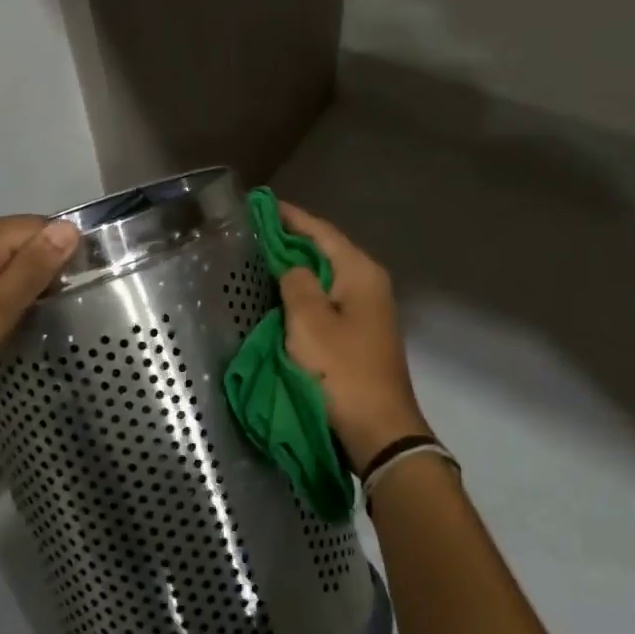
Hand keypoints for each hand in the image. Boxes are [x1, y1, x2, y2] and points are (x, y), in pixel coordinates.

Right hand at [276, 201, 429, 467]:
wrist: (379, 429)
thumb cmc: (341, 370)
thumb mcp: (308, 321)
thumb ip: (296, 282)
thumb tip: (291, 266)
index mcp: (360, 272)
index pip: (322, 231)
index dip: (291, 217)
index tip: (261, 204)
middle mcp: (369, 283)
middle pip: (327, 250)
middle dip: (293, 238)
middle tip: (256, 230)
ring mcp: (369, 309)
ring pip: (328, 275)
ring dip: (299, 265)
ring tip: (264, 256)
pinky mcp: (362, 332)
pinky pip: (329, 297)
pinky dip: (307, 290)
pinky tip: (286, 293)